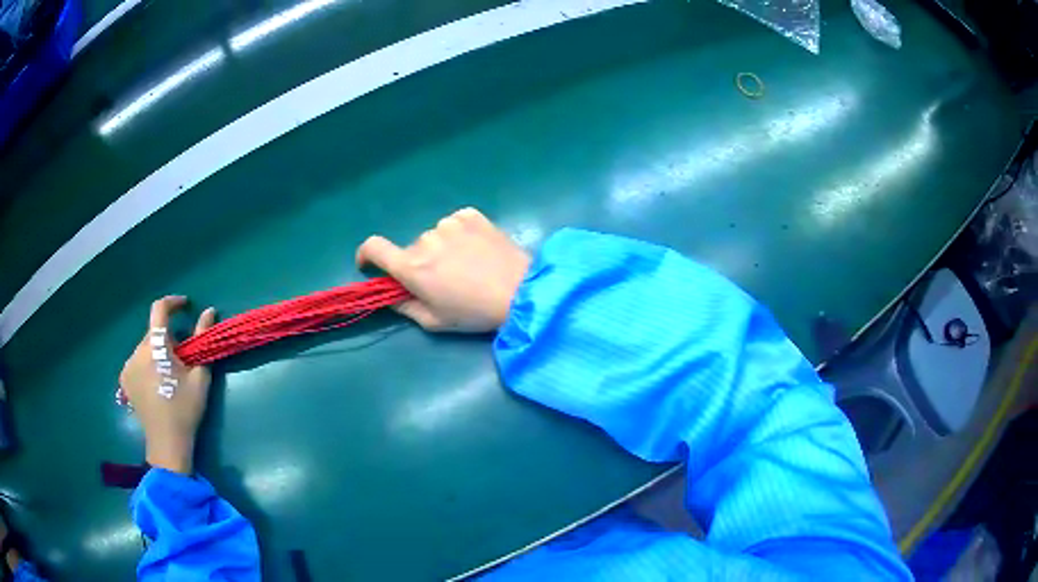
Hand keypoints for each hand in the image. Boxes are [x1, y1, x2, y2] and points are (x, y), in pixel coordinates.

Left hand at [119, 296, 216, 473]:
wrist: (167, 442)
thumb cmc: (185, 408)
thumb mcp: (199, 375)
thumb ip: (202, 339)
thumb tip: (209, 310)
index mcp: (156, 346)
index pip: (159, 309)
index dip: (173, 302)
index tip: (185, 306)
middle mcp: (137, 350)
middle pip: (153, 332)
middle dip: (167, 337)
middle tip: (182, 355)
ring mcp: (128, 365)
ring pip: (145, 347)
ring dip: (157, 351)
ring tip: (169, 373)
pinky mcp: (125, 379)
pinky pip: (137, 361)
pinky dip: (147, 364)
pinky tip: (156, 382)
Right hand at [356, 207, 530, 331]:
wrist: (522, 291)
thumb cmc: (475, 312)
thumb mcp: (435, 321)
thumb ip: (405, 308)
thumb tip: (391, 295)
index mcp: (412, 266)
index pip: (374, 247)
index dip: (366, 254)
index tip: (370, 264)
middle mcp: (425, 239)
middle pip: (411, 249)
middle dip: (420, 264)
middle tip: (444, 281)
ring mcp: (449, 223)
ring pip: (435, 237)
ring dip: (442, 248)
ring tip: (468, 266)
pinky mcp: (471, 215)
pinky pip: (455, 224)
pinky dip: (459, 235)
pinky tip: (478, 250)